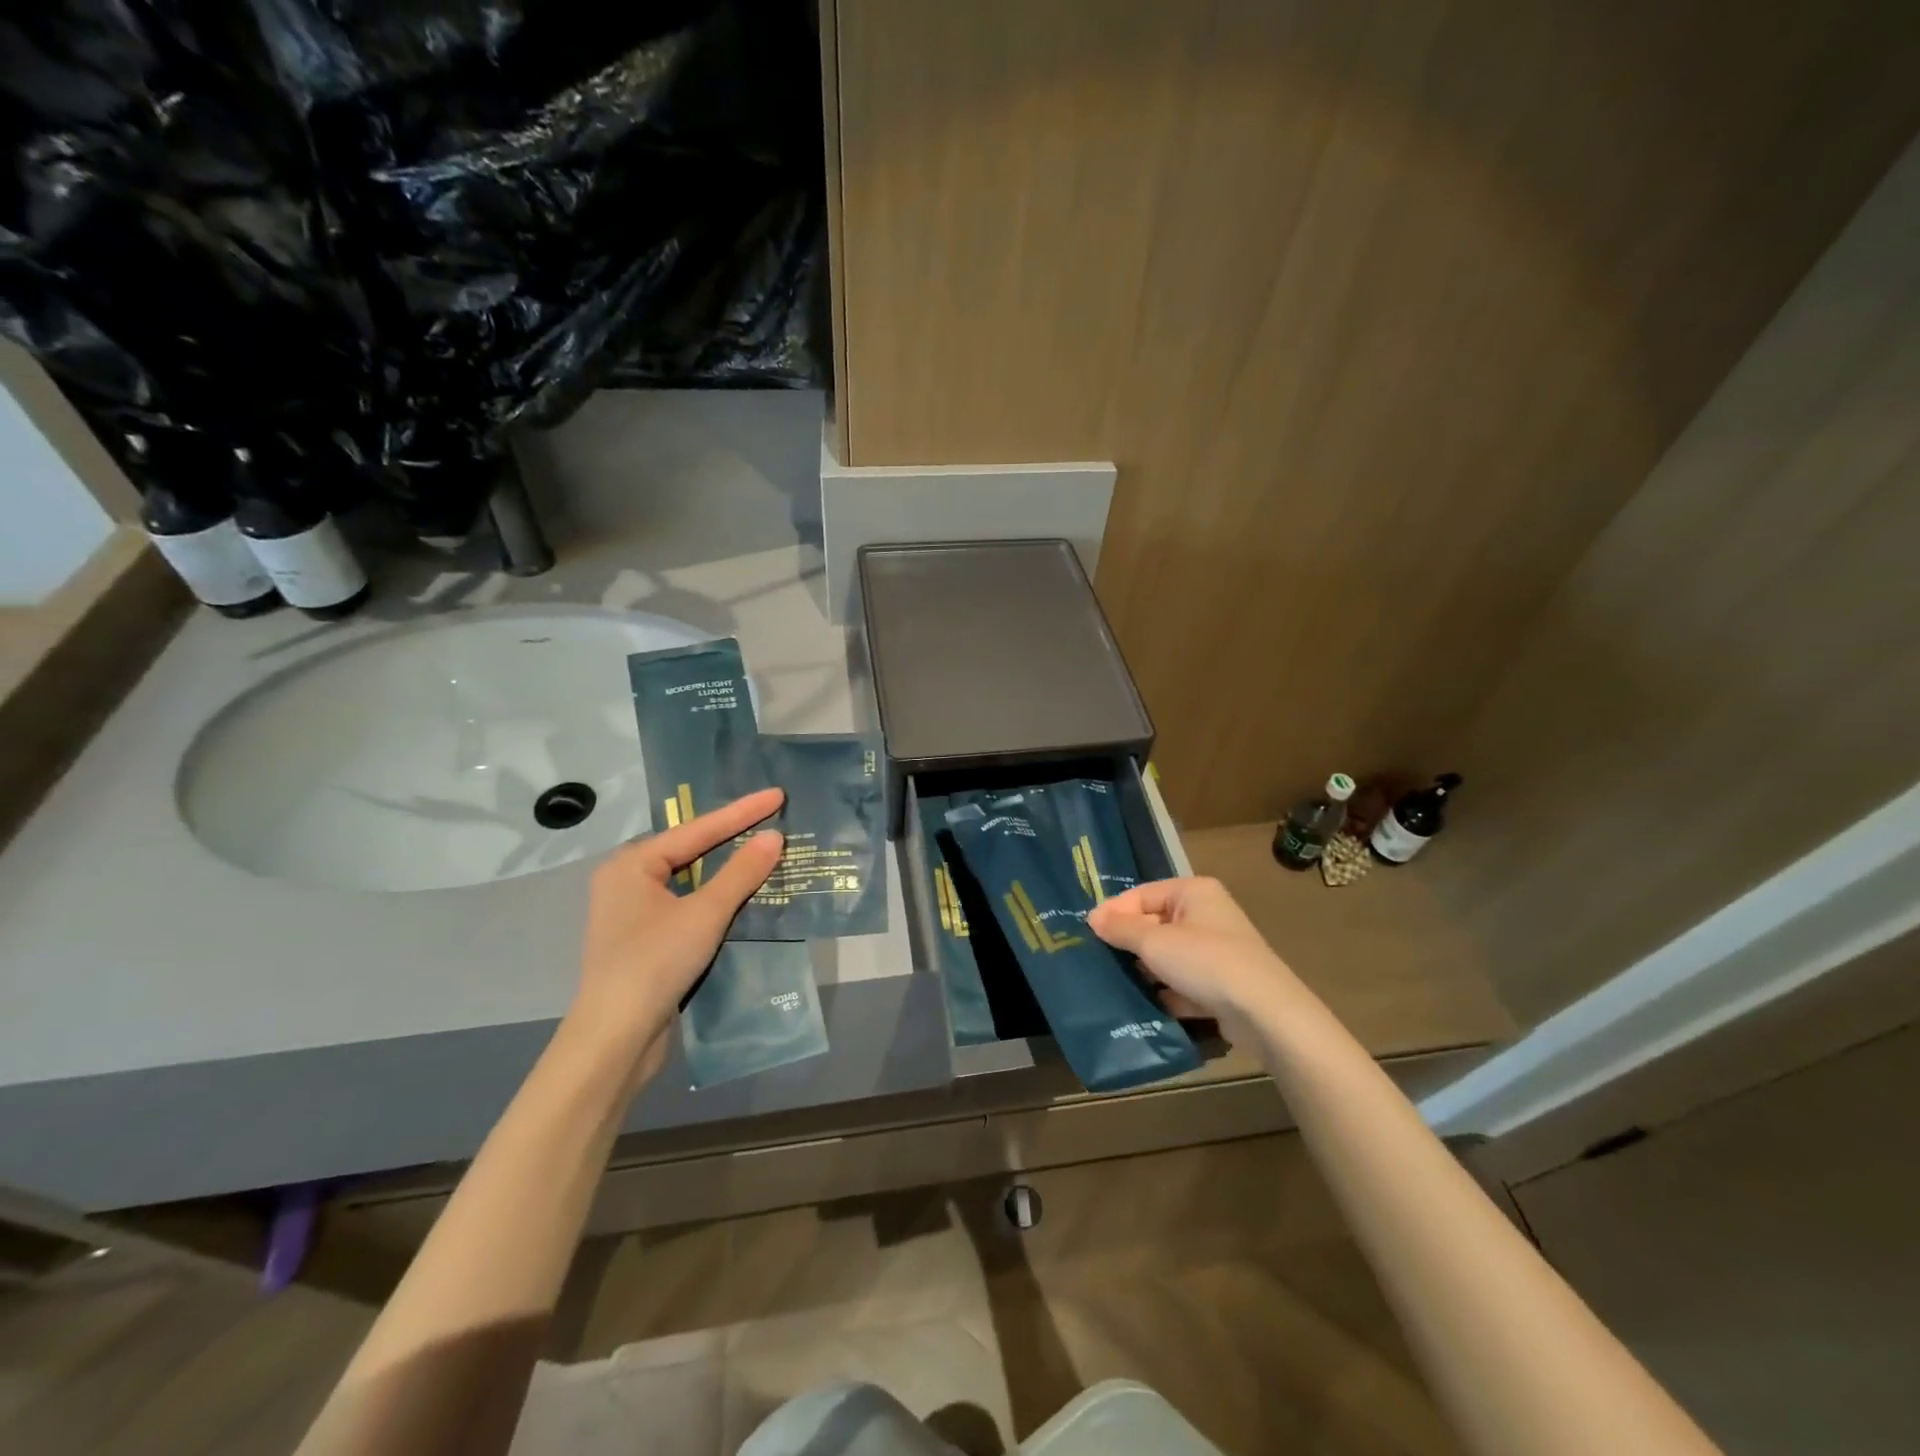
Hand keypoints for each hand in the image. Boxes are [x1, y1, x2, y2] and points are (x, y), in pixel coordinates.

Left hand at [570, 787, 784, 1085]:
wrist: (615, 1039)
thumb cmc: (654, 963)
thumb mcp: (704, 913)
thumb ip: (741, 873)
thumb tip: (774, 837)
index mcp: (632, 864)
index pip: (698, 830)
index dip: (742, 812)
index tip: (777, 795)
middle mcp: (628, 881)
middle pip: (692, 850)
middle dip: (734, 838)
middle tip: (773, 819)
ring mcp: (634, 912)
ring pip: (691, 879)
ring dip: (728, 870)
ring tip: (766, 851)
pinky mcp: (645, 940)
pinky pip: (688, 904)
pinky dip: (717, 897)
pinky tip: (745, 894)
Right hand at [1088, 876, 1306, 1031]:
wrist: (1265, 1013)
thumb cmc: (1206, 962)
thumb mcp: (1154, 942)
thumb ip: (1121, 928)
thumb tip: (1093, 917)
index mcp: (1194, 892)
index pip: (1143, 894)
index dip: (1115, 911)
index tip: (1088, 933)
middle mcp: (1207, 914)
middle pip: (1155, 924)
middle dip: (1129, 943)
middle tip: (1097, 959)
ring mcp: (1217, 950)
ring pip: (1169, 955)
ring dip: (1146, 970)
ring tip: (1115, 983)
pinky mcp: (1222, 984)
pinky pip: (1184, 982)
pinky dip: (1167, 992)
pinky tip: (1145, 1006)